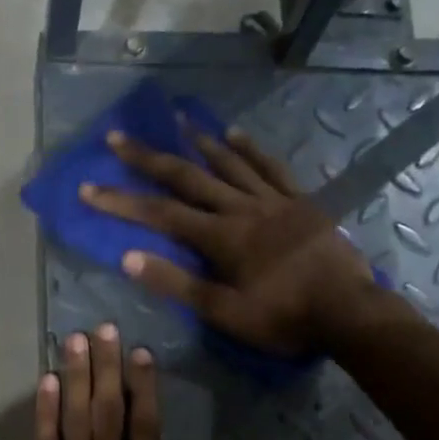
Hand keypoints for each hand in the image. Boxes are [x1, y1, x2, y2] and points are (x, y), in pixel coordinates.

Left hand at [0, 324, 223, 439]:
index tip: (141, 353)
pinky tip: (45, 385)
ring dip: (74, 377)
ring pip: (72, 420)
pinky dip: (44, 414)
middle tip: (104, 327)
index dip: (144, 388)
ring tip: (76, 340)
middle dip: (106, 367)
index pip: (145, 430)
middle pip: (105, 413)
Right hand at [81, 124, 392, 356]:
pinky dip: (250, 149)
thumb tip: (129, 257)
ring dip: (197, 141)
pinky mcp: (300, 202)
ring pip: (228, 163)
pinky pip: (271, 167)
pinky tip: (235, 135)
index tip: (88, 188)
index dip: (121, 202)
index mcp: (220, 238)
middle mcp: (242, 209)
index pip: (159, 214)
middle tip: (117, 137)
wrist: (350, 313)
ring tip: (174, 120)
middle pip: (187, 177)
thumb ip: (177, 283)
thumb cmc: (284, 318)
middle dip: (148, 159)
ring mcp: (274, 201)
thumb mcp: (225, 312)